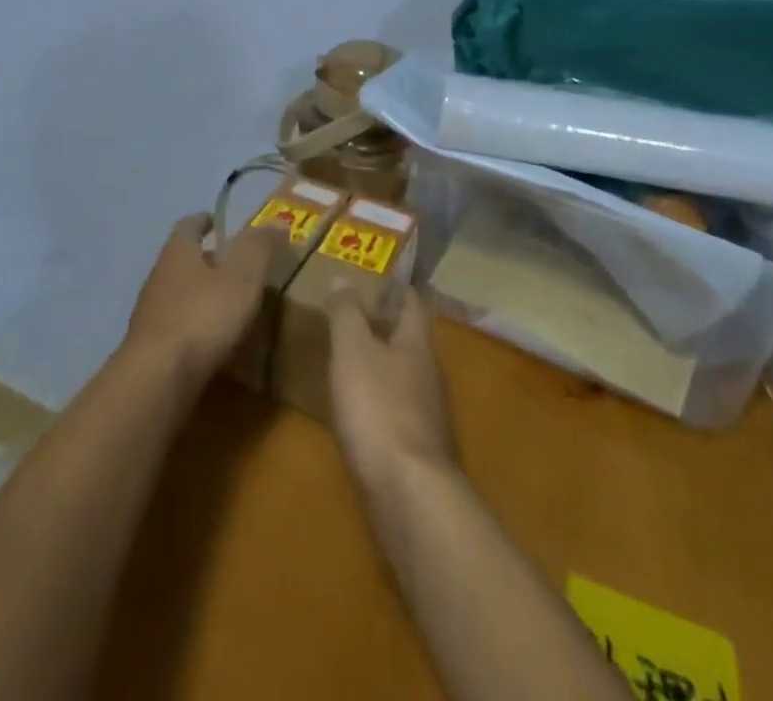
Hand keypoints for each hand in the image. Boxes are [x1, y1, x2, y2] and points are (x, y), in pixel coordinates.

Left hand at [124, 215, 282, 389]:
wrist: (157, 379)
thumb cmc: (203, 316)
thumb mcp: (242, 277)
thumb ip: (259, 248)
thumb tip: (277, 222)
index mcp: (178, 252)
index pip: (189, 225)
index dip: (204, 220)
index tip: (218, 222)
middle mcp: (158, 276)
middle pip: (182, 259)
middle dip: (206, 260)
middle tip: (235, 266)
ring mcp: (150, 314)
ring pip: (178, 294)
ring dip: (200, 295)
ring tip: (229, 306)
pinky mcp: (149, 349)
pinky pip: (176, 327)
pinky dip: (194, 327)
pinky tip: (212, 342)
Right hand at [326, 285, 456, 495]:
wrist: (408, 494)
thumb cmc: (379, 408)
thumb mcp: (353, 351)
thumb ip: (347, 314)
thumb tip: (343, 278)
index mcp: (417, 345)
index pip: (413, 305)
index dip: (398, 289)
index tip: (379, 278)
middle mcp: (429, 376)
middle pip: (410, 342)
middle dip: (386, 327)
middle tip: (354, 317)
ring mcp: (428, 416)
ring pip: (405, 377)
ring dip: (382, 366)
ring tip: (351, 361)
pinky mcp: (418, 451)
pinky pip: (398, 412)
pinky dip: (380, 402)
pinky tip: (359, 411)